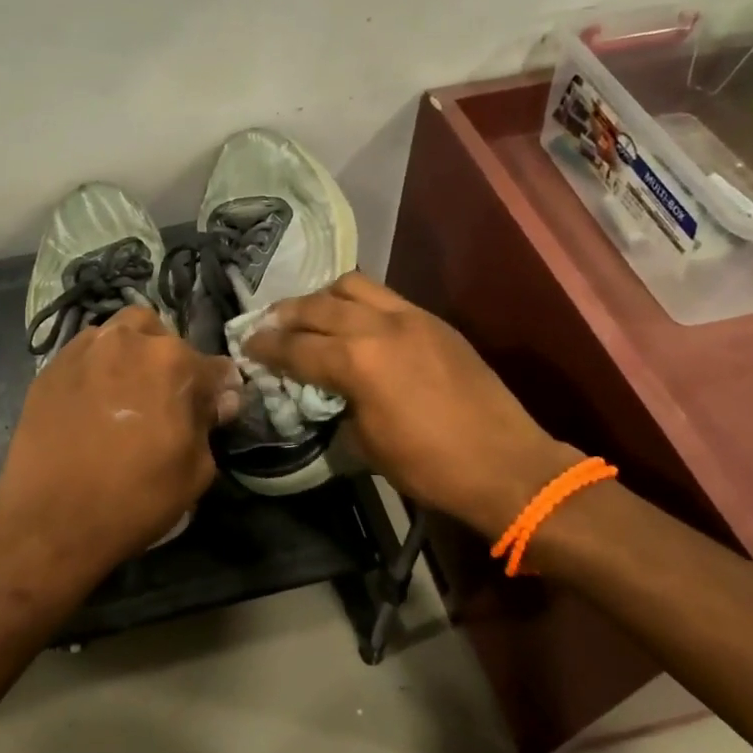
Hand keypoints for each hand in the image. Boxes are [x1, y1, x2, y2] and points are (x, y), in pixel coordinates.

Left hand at [0, 306, 241, 609]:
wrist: (50, 521)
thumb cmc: (135, 498)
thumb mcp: (195, 471)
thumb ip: (208, 424)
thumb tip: (219, 400)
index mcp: (173, 362)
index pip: (214, 368)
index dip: (219, 392)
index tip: (214, 411)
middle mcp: (129, 341)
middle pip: (164, 339)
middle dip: (173, 364)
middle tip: (166, 401)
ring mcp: (84, 349)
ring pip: (121, 334)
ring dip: (133, 354)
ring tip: (128, 392)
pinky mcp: (50, 367)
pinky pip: (86, 353)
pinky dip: (98, 367)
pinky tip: (94, 401)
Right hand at [244, 273, 574, 538]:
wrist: (505, 464)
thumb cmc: (429, 466)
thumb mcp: (366, 444)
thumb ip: (337, 404)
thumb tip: (323, 389)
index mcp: (356, 361)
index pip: (296, 347)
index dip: (265, 347)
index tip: (247, 345)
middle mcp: (378, 326)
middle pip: (317, 306)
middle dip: (286, 315)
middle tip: (268, 325)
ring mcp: (410, 317)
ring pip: (353, 285)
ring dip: (323, 297)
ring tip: (310, 314)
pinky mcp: (433, 321)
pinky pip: (385, 297)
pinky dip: (358, 302)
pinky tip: (353, 321)